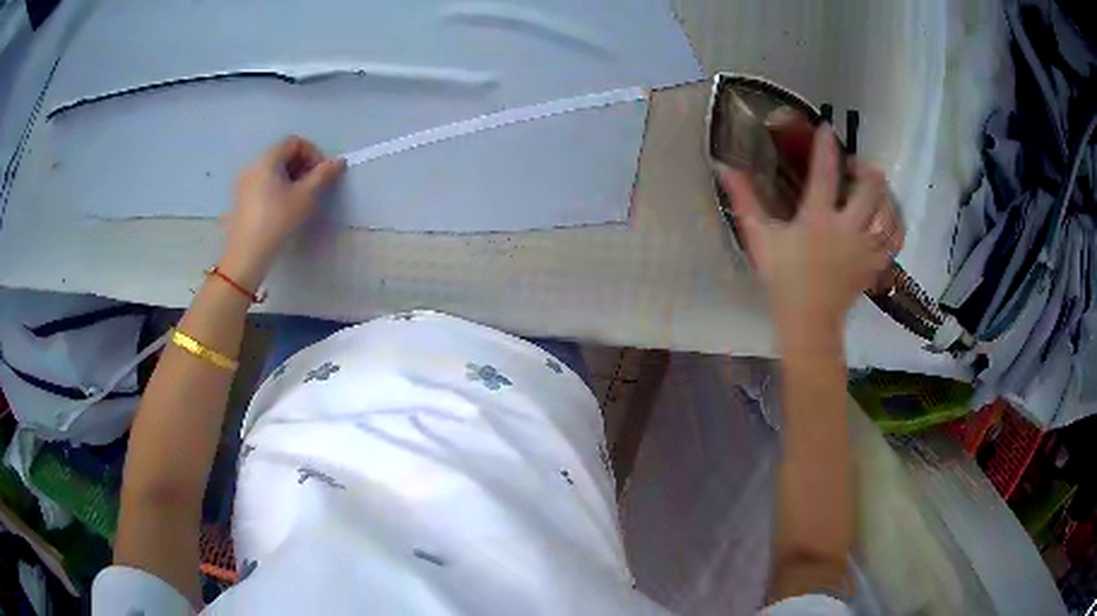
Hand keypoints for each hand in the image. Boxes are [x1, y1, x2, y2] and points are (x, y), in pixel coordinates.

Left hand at [220, 136, 345, 288]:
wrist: (247, 255)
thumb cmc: (277, 221)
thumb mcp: (305, 197)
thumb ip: (323, 175)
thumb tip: (339, 161)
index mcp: (267, 159)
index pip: (294, 142)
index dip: (312, 154)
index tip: (321, 175)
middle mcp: (253, 165)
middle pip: (282, 153)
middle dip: (302, 165)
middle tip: (313, 187)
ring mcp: (244, 182)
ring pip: (273, 170)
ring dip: (290, 177)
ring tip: (299, 199)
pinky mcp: (240, 199)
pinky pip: (263, 183)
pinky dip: (277, 187)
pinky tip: (282, 208)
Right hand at [718, 126, 903, 332]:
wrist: (808, 321)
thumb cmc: (782, 279)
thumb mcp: (760, 238)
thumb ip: (744, 200)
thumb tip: (724, 166)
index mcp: (817, 219)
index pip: (825, 172)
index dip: (827, 146)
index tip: (827, 130)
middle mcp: (847, 228)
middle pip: (871, 187)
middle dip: (865, 168)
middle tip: (854, 168)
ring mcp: (866, 247)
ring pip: (888, 210)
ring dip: (883, 193)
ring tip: (873, 189)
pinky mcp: (876, 263)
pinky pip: (895, 237)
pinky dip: (894, 222)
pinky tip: (886, 216)